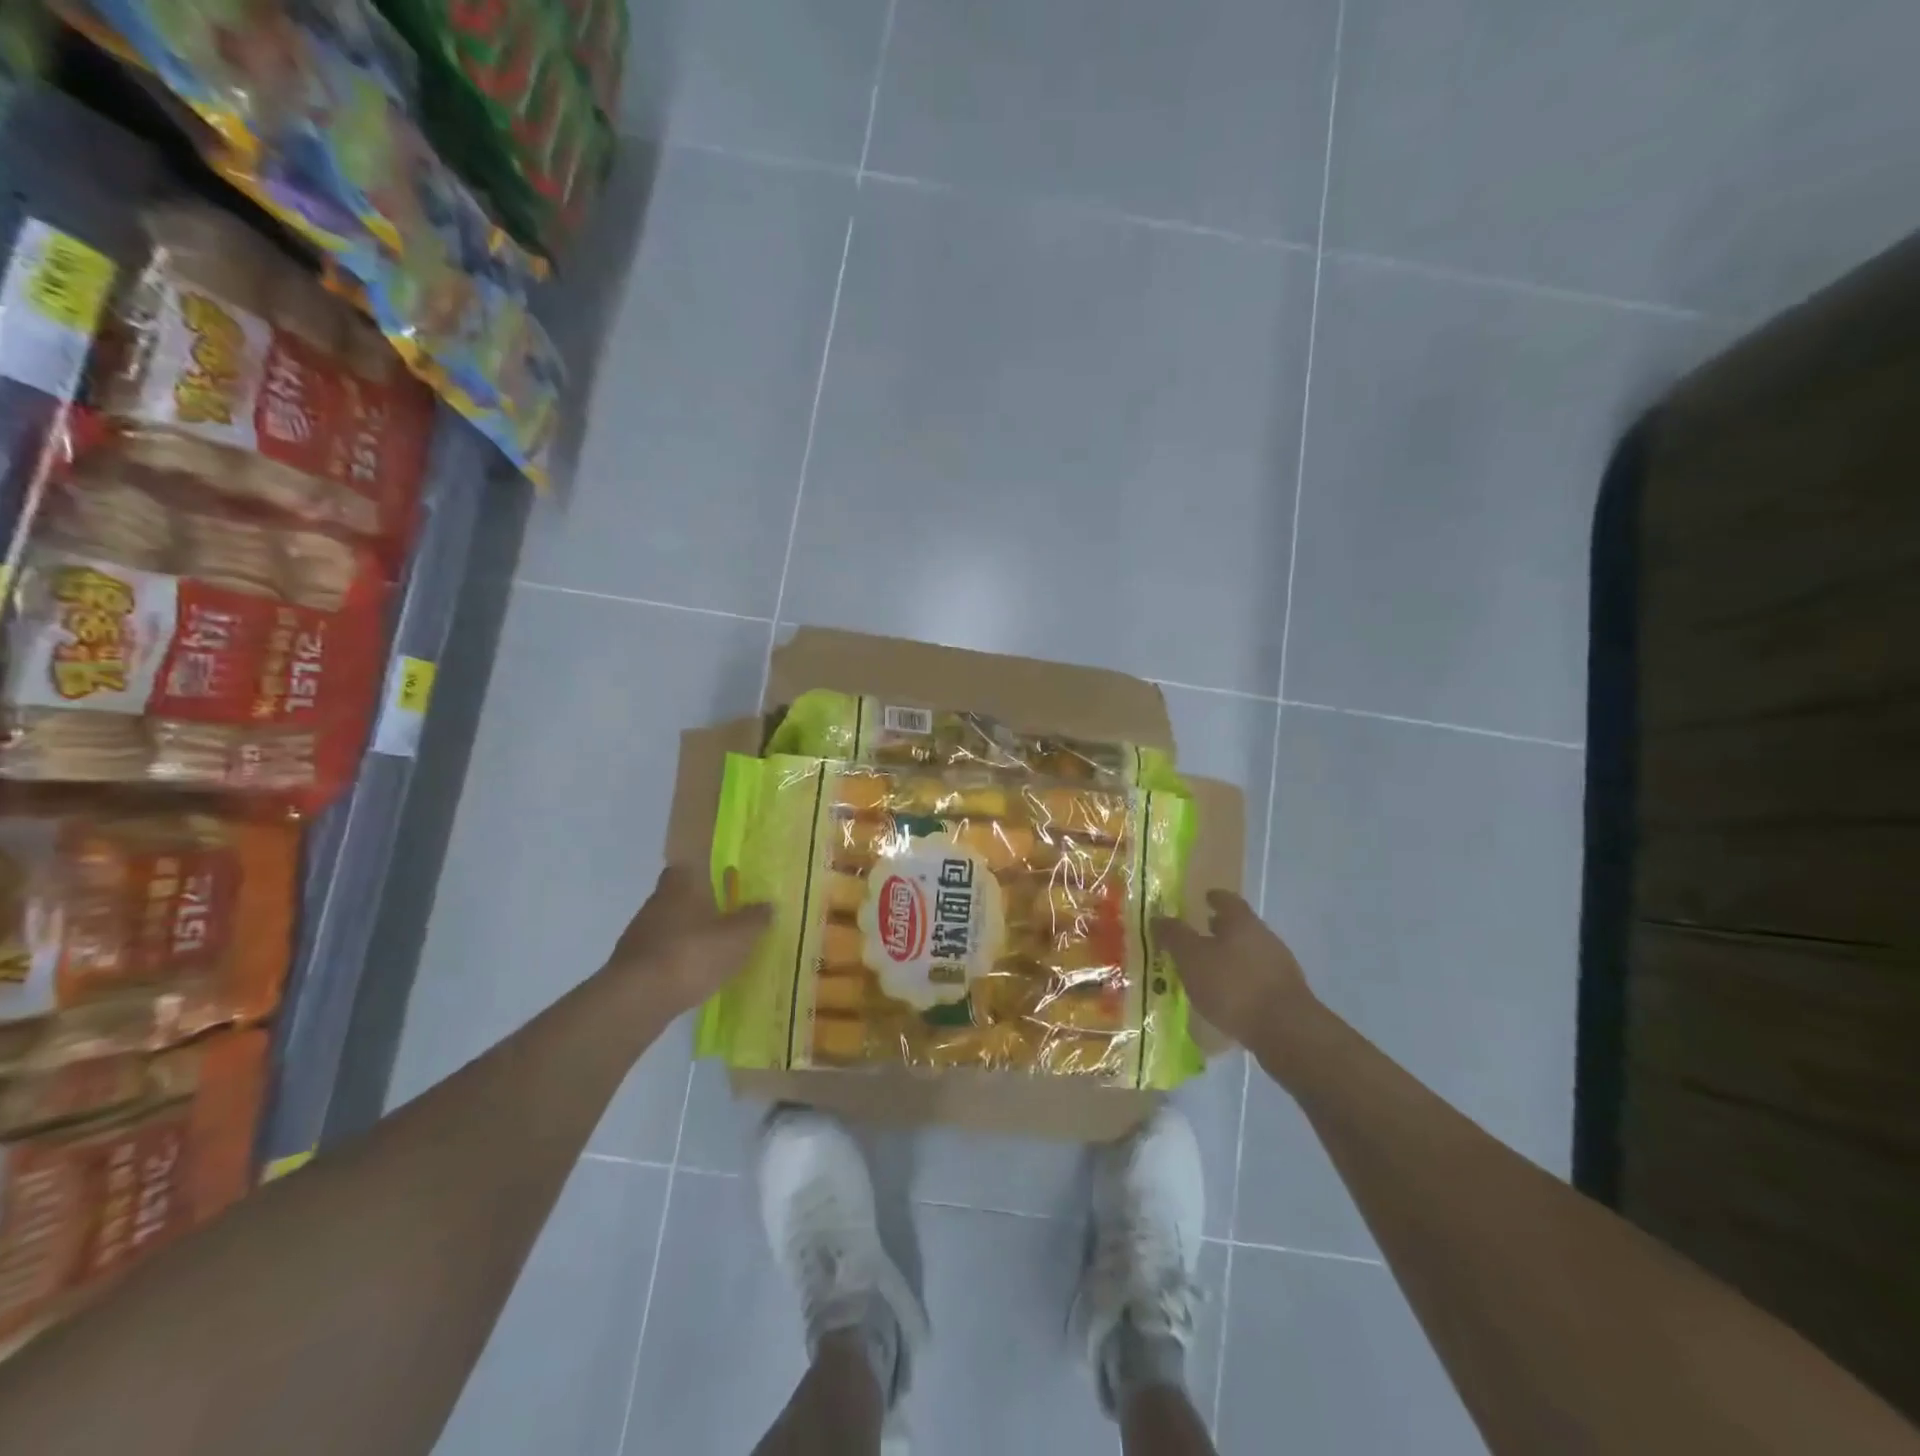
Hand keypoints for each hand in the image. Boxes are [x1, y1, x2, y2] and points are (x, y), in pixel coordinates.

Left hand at [605, 865, 770, 1015]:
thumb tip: (768, 905)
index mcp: (681, 885)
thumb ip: (755, 919)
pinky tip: (692, 976)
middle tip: (727, 919)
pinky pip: (661, 953)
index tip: (722, 882)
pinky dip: (675, 960)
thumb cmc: (692, 954)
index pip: (688, 865)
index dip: (704, 872)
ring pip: (670, 926)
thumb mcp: (738, 937)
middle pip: (680, 897)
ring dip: (688, 935)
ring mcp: (639, 934)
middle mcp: (656, 902)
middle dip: (700, 906)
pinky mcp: (631, 964)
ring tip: (713, 952)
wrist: (637, 999)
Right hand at [1153, 892, 1324, 1058]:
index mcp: (1242, 922)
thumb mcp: (1191, 958)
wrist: (1285, 1030)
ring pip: (1249, 954)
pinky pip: (1257, 980)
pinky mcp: (1286, 996)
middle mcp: (1264, 938)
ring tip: (1208, 971)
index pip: (1227, 900)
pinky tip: (1227, 998)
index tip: (1205, 898)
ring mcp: (1279, 967)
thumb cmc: (1233, 985)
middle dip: (1221, 930)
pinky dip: (1240, 982)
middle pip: (1241, 927)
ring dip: (1230, 958)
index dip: (1214, 898)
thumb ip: (1174, 936)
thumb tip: (1158, 917)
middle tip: (1200, 935)